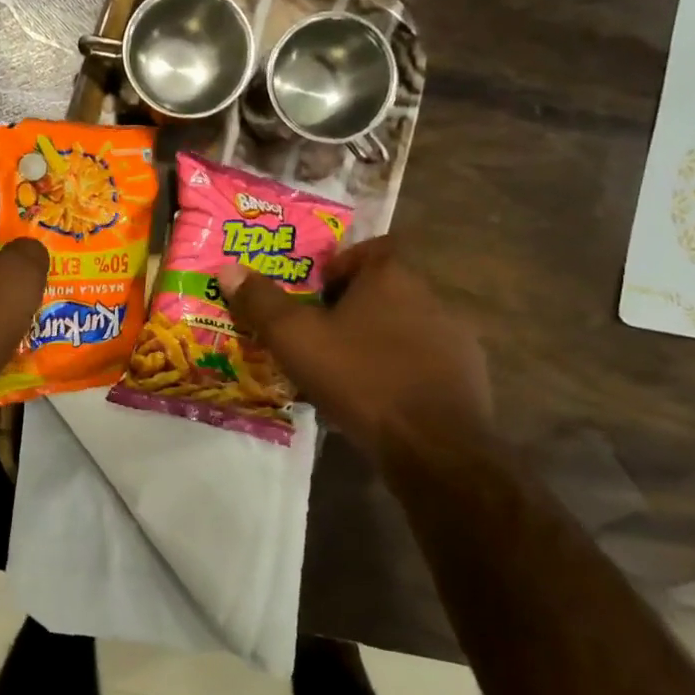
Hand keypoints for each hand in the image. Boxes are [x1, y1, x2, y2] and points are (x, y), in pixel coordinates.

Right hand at [218, 236, 491, 449]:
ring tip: (340, 370)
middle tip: (315, 333)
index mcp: (392, 277)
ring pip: (403, 326)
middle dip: (349, 307)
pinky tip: (375, 398)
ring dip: (374, 340)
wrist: (433, 446)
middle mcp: (429, 297)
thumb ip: (261, 302)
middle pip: (384, 289)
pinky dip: (398, 370)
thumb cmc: (359, 377)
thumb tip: (228, 269)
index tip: (313, 292)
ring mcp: (454, 338)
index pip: (370, 249)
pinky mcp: (466, 377)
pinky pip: (421, 362)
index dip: (339, 265)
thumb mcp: (295, 338)